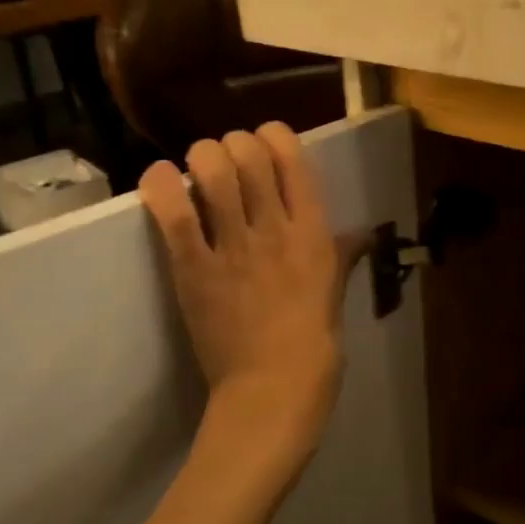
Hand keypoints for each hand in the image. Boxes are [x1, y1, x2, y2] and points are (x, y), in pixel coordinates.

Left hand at [138, 124, 349, 440]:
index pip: (291, 156)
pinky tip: (161, 178)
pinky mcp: (195, 270)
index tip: (261, 146)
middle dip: (232, 145)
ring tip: (195, 170)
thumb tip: (362, 233)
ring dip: (201, 158)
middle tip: (224, 162)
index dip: (271, 136)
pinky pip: (174, 214)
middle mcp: (276, 228)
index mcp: (314, 231)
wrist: (275, 387)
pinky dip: (162, 186)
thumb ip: (343, 254)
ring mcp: (234, 247)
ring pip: (213, 171)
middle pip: (248, 153)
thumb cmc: (315, 343)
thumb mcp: (336, 291)